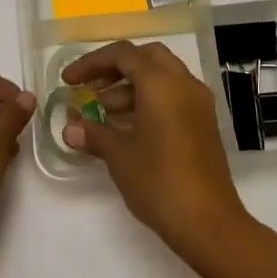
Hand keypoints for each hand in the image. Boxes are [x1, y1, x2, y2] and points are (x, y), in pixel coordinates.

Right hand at [61, 41, 250, 252]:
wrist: (208, 223)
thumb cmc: (159, 182)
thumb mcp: (119, 156)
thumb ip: (94, 135)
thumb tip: (70, 130)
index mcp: (162, 83)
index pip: (123, 55)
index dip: (91, 63)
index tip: (68, 81)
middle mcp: (184, 84)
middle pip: (146, 58)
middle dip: (115, 69)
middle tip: (91, 88)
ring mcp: (198, 103)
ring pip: (161, 77)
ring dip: (130, 88)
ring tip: (102, 114)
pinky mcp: (203, 123)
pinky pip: (173, 97)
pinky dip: (148, 101)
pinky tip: (127, 128)